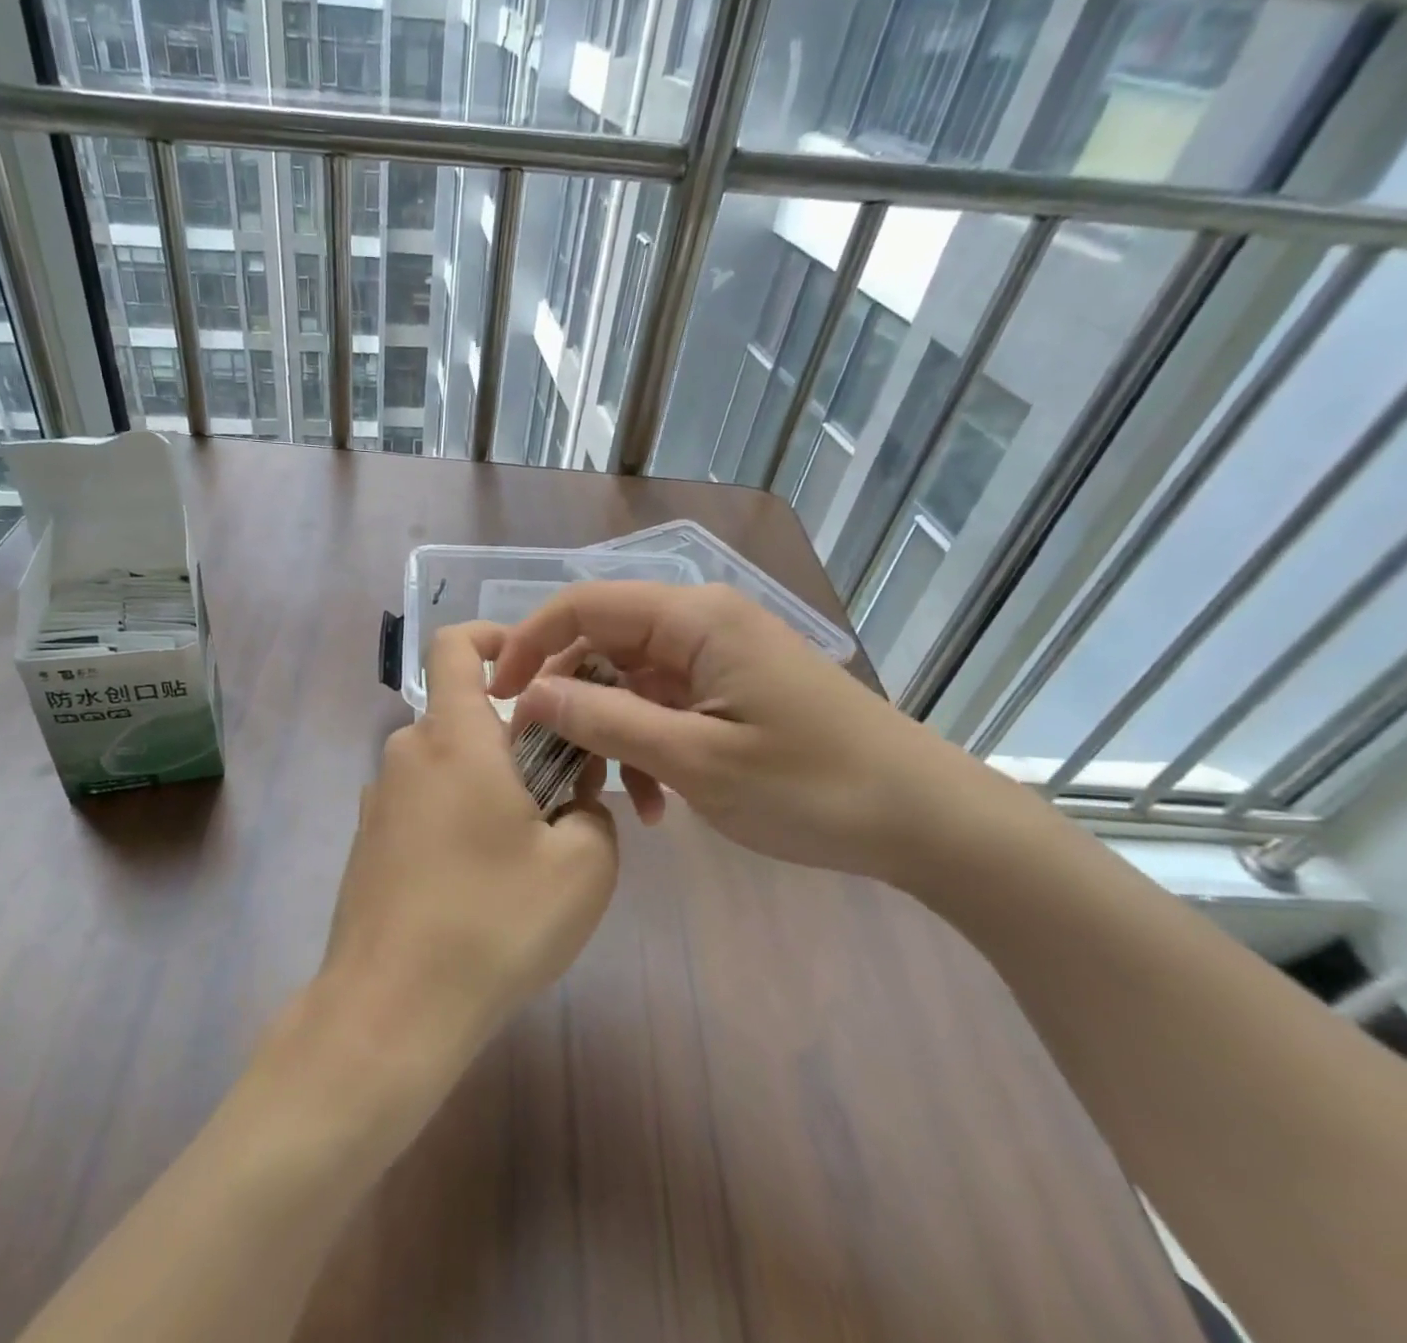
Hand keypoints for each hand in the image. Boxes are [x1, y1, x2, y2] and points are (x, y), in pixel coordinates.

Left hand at [317, 620, 618, 1081]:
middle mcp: (407, 753)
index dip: (493, 637)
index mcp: (453, 737)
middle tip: (560, 803)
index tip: (534, 672)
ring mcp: (380, 799)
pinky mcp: (370, 841)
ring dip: (491, 788)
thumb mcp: (583, 865)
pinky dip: (459, 818)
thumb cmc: (492, 923)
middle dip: (518, 743)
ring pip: (450, 766)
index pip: (456, 645)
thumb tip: (572, 798)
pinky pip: (426, 805)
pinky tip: (480, 887)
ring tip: (525, 857)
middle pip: (467, 718)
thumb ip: (591, 810)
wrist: (389, 1011)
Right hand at [490, 582, 958, 880]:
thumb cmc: (813, 785)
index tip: (498, 697)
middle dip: (567, 697)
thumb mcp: (695, 759)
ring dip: (607, 733)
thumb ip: (605, 721)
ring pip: (627, 681)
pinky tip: (652, 803)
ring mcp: (715, 659)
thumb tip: (530, 695)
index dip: (531, 642)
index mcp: (693, 619)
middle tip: (543, 755)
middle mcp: (699, 625)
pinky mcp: (728, 692)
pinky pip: (660, 707)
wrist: (925, 821)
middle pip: (601, 642)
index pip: (584, 603)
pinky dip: (643, 747)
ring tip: (610, 794)